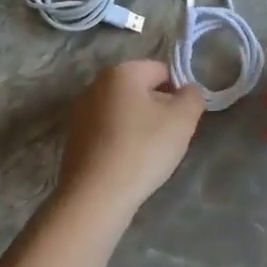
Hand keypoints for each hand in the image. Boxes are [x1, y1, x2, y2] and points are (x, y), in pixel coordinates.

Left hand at [57, 60, 205, 215]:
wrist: (96, 195)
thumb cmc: (143, 149)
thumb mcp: (182, 120)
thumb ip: (193, 96)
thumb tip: (188, 91)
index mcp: (121, 71)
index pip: (162, 70)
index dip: (179, 93)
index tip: (184, 120)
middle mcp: (96, 84)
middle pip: (140, 90)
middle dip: (158, 109)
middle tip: (169, 137)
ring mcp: (80, 111)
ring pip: (124, 111)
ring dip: (139, 126)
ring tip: (148, 154)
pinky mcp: (74, 137)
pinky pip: (107, 130)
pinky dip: (120, 140)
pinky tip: (127, 163)